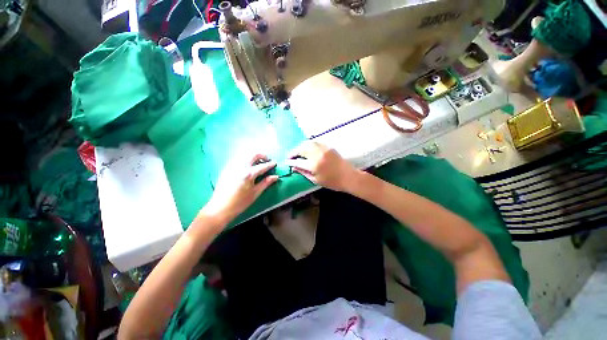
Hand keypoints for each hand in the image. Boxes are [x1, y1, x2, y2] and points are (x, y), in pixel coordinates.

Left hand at [201, 154, 278, 226]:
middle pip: (253, 155)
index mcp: (249, 174)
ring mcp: (232, 166)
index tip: (275, 163)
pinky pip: (238, 159)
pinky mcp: (227, 168)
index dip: (270, 164)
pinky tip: (247, 166)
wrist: (220, 207)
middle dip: (262, 155)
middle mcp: (240, 166)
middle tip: (266, 160)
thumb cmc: (240, 202)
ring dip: (253, 156)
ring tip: (258, 163)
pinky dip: (245, 159)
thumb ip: (266, 183)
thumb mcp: (255, 193)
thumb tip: (275, 177)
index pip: (262, 166)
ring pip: (245, 155)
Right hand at [285, 141, 359, 191]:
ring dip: (301, 146)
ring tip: (298, 152)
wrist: (348, 176)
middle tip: (290, 156)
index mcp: (314, 165)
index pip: (298, 162)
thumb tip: (294, 168)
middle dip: (294, 152)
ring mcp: (323, 149)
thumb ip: (304, 173)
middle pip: (301, 149)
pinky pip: (316, 142)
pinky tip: (307, 148)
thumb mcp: (316, 180)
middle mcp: (317, 155)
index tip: (286, 162)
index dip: (291, 162)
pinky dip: (309, 144)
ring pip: (308, 143)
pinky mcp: (328, 147)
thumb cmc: (332, 182)